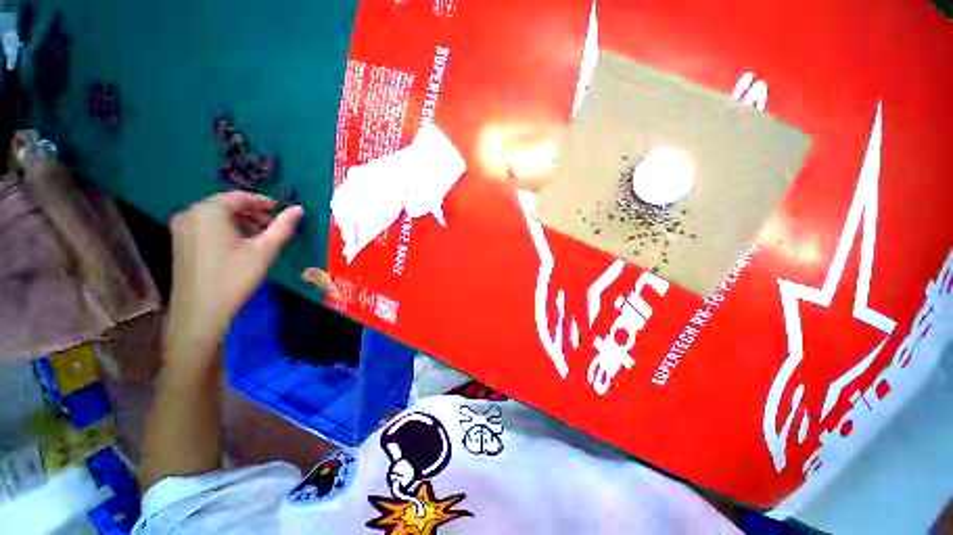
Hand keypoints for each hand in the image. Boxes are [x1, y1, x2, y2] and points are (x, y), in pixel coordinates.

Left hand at [164, 191, 302, 372]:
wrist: (200, 311)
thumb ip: (283, 227)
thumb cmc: (235, 277)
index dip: (263, 201)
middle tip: (273, 224)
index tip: (281, 210)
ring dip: (240, 220)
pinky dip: (225, 228)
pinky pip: (205, 225)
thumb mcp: (265, 250)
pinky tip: (239, 243)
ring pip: (215, 215)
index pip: (239, 197)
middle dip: (252, 211)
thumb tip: (299, 209)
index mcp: (209, 211)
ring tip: (260, 234)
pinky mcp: (179, 242)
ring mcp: (181, 228)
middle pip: (225, 204)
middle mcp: (190, 213)